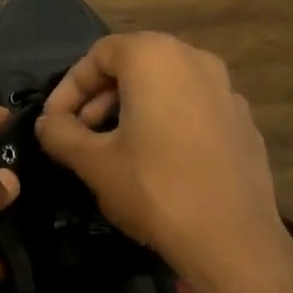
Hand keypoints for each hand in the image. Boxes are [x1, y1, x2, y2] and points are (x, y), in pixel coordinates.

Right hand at [37, 33, 288, 282]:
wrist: (233, 239)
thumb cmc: (155, 189)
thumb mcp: (94, 163)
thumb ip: (61, 134)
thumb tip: (48, 123)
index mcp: (156, 58)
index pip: (100, 54)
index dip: (69, 87)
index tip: (54, 122)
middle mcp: (196, 60)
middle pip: (136, 64)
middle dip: (100, 97)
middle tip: (81, 134)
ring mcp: (227, 90)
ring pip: (167, 86)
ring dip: (133, 109)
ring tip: (115, 149)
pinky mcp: (243, 122)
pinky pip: (194, 108)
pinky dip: (168, 122)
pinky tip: (159, 162)